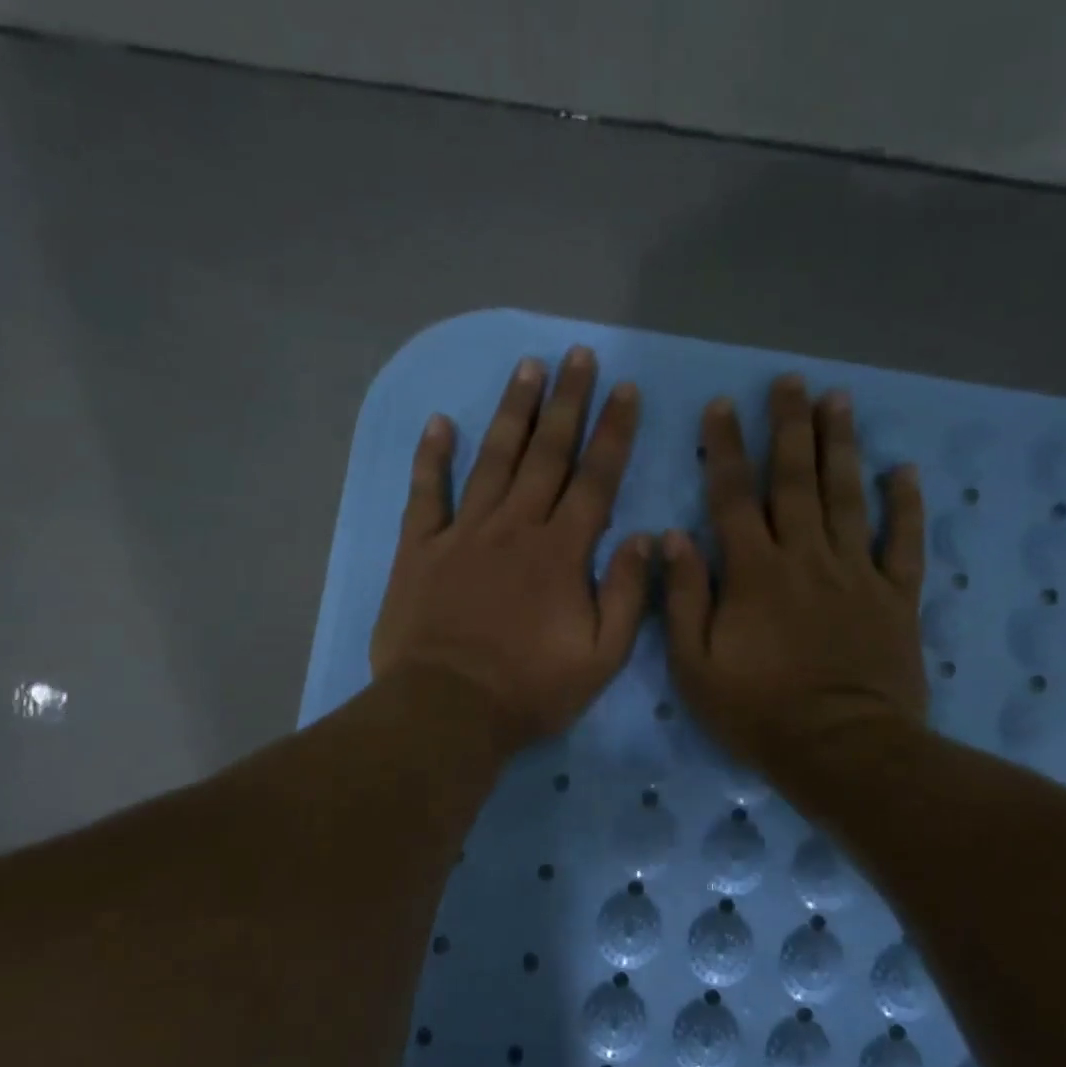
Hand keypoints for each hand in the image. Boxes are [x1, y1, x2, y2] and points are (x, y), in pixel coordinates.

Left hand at [371, 347, 650, 749]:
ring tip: (527, 368)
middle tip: (578, 356)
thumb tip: (646, 539)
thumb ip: (627, 595)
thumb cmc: (530, 690)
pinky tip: (440, 421)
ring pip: (493, 459)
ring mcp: (463, 534)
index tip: (625, 390)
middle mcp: (514, 527)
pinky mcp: (419, 550)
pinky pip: (425, 493)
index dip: (613, 432)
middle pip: (546, 454)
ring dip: (512, 412)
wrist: (447, 710)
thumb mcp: (601, 658)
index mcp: (561, 552)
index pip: (595, 479)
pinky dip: (432, 456)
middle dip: (567, 402)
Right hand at [663, 375, 927, 780]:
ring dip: (842, 446)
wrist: (842, 750)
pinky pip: (904, 542)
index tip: (722, 407)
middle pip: (796, 481)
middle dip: (790, 427)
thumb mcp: (695, 666)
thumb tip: (673, 538)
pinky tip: (903, 470)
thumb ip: (684, 598)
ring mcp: (857, 573)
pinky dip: (906, 506)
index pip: (734, 497)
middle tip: (790, 381)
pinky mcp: (896, 597)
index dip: (725, 449)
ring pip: (848, 497)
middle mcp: (806, 557)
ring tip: (839, 401)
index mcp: (754, 572)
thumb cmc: (758, 712)